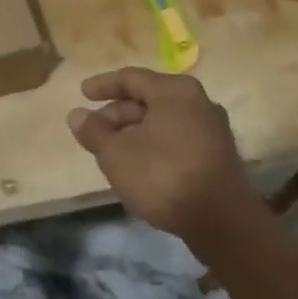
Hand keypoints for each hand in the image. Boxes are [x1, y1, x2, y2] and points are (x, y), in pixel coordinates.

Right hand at [66, 68, 260, 253]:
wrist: (221, 220)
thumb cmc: (163, 175)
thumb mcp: (116, 153)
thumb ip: (94, 131)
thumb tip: (76, 115)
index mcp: (175, 90)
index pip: (131, 78)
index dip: (103, 85)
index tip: (82, 93)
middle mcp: (198, 101)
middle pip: (149, 99)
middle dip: (117, 114)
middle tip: (93, 131)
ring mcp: (212, 128)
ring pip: (163, 121)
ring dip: (134, 132)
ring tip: (111, 150)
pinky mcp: (217, 154)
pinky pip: (177, 138)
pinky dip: (153, 144)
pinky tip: (138, 164)